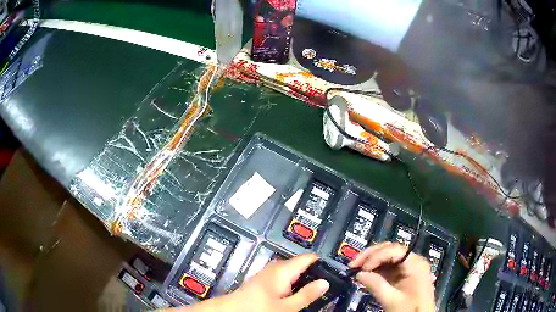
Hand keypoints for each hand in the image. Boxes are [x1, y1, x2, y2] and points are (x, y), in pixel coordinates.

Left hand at [171, 254, 328, 311]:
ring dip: (302, 280)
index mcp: (283, 269)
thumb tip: (325, 282)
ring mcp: (269, 272)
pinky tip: (294, 296)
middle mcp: (276, 267)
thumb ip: (307, 294)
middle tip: (325, 287)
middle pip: (301, 265)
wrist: (232, 310)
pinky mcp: (264, 279)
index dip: (323, 263)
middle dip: (313, 274)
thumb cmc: (259, 308)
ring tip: (313, 292)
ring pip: (292, 272)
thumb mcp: (287, 307)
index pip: (308, 258)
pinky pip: (283, 277)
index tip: (334, 274)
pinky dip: (292, 284)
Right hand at [350, 242, 434, 311]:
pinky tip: (366, 273)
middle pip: (391, 249)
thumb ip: (376, 285)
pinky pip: (389, 266)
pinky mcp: (404, 274)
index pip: (394, 250)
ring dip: (372, 260)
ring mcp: (409, 266)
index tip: (361, 268)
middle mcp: (413, 260)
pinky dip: (376, 268)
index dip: (376, 256)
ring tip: (357, 268)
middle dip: (371, 255)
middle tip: (354, 264)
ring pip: (388, 255)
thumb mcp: (391, 300)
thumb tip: (359, 274)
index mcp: (415, 263)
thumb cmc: (409, 309)